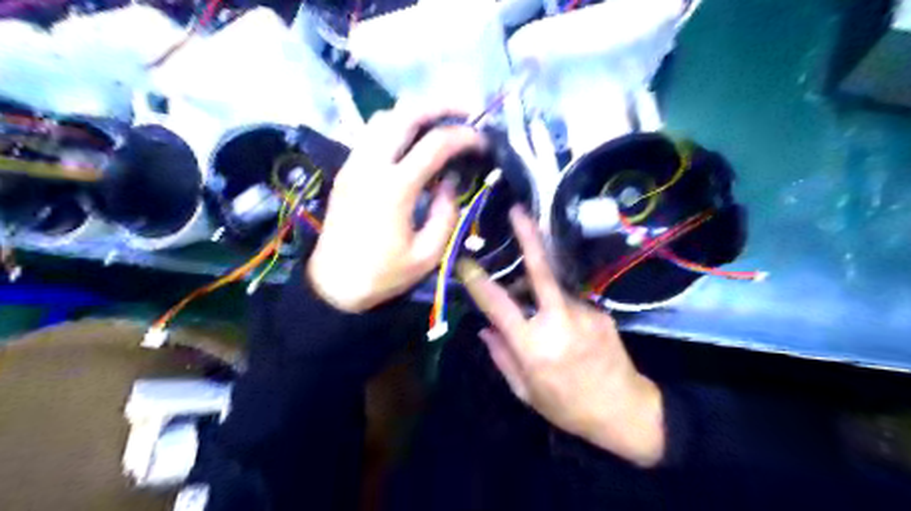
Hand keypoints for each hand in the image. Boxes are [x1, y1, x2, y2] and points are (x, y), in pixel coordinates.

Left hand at [305, 103, 486, 311]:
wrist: (333, 284)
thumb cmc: (383, 275)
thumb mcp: (427, 254)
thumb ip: (446, 213)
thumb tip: (450, 181)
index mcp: (395, 188)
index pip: (435, 144)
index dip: (464, 136)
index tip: (482, 141)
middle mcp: (371, 165)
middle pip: (405, 113)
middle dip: (440, 105)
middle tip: (466, 112)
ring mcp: (354, 164)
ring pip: (384, 117)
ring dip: (415, 113)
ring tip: (439, 124)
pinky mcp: (346, 170)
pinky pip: (371, 133)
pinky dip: (396, 127)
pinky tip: (412, 142)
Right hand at [459, 206, 667, 467]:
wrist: (623, 410)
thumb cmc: (566, 406)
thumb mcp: (525, 391)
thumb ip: (502, 356)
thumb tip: (485, 328)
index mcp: (534, 345)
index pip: (498, 304)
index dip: (478, 281)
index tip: (465, 261)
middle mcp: (559, 321)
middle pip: (541, 270)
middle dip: (528, 236)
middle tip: (519, 210)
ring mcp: (583, 312)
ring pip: (553, 289)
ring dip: (539, 290)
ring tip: (535, 308)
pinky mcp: (600, 312)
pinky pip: (570, 302)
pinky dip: (560, 308)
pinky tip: (566, 330)